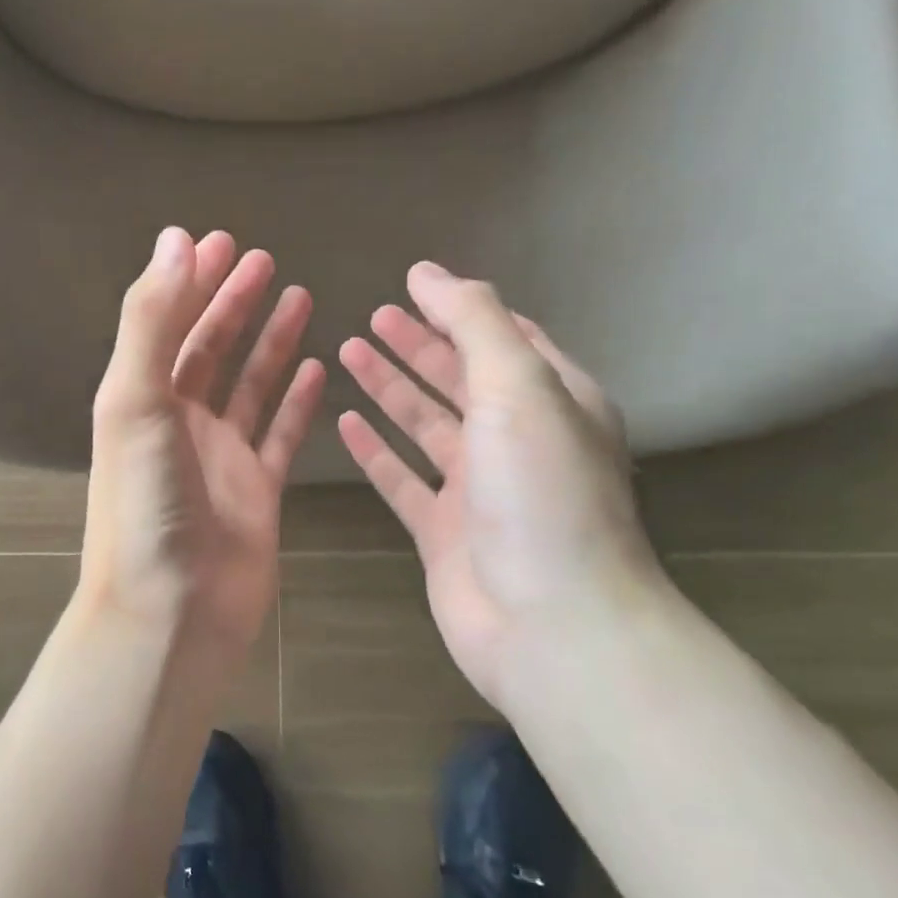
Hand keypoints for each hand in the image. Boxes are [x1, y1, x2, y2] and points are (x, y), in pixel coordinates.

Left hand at [80, 228, 326, 657]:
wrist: (170, 613)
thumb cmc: (144, 503)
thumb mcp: (136, 401)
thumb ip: (152, 321)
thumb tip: (176, 239)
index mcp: (142, 398)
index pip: (169, 323)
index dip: (193, 281)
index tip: (222, 241)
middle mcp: (180, 421)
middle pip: (210, 348)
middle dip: (234, 302)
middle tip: (264, 259)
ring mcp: (222, 456)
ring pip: (250, 384)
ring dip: (272, 342)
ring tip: (301, 296)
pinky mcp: (259, 489)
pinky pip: (281, 433)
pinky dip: (298, 400)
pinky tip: (320, 367)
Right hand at [337, 262, 662, 708]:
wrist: (551, 626)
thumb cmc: (541, 492)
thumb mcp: (519, 386)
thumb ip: (475, 322)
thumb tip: (428, 271)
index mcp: (554, 403)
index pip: (507, 339)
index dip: (461, 310)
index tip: (412, 283)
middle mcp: (517, 441)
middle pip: (460, 378)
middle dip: (419, 344)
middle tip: (372, 316)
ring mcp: (477, 489)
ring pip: (425, 424)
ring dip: (390, 387)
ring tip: (348, 351)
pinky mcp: (442, 531)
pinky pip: (401, 478)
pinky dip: (374, 449)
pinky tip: (344, 421)